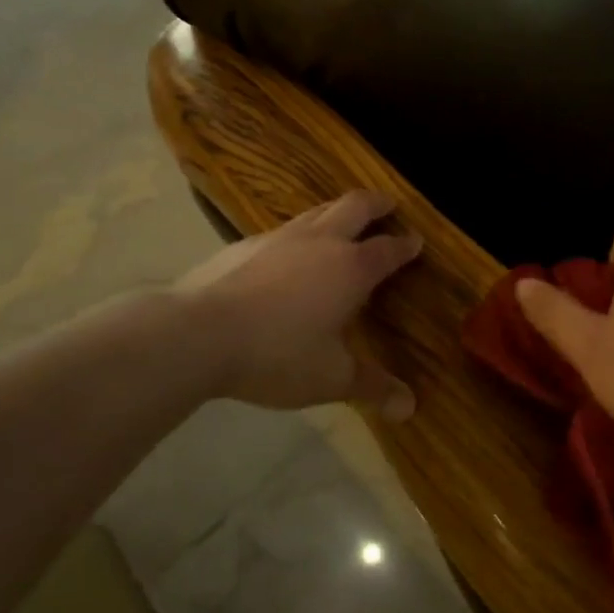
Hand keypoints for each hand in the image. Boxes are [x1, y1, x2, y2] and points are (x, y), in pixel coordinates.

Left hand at [170, 190, 422, 416]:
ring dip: (337, 212)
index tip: (417, 241)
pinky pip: (282, 230)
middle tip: (388, 204)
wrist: (196, 335)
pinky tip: (286, 256)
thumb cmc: (277, 355)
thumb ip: (372, 387)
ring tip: (342, 221)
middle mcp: (320, 242)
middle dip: (376, 204)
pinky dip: (298, 234)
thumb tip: (410, 408)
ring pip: (317, 211)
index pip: (388, 249)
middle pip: (355, 207)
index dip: (406, 245)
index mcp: (351, 269)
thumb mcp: (330, 378)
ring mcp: (279, 238)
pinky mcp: (243, 245)